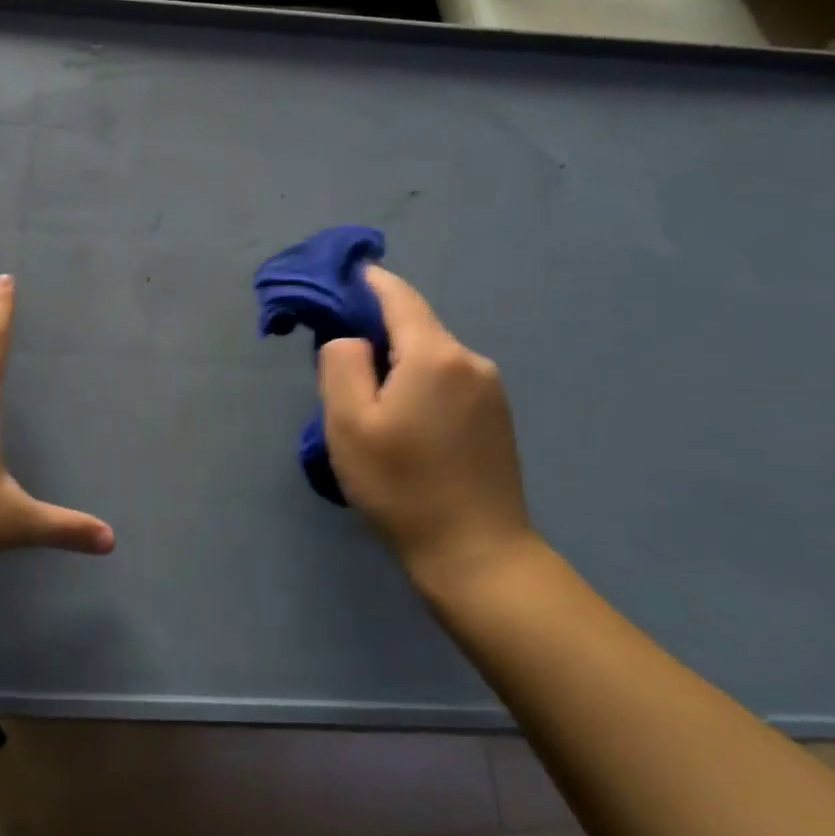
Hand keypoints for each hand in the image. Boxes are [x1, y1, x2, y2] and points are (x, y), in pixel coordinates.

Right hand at [317, 266, 537, 593]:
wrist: (477, 554)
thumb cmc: (402, 485)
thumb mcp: (348, 422)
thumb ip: (341, 362)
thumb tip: (352, 337)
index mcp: (435, 354)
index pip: (397, 294)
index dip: (366, 281)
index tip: (337, 281)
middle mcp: (470, 360)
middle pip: (414, 325)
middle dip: (375, 330)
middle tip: (339, 364)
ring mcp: (491, 389)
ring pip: (431, 355)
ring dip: (397, 363)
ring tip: (370, 404)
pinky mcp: (497, 417)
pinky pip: (448, 380)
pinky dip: (420, 384)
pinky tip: (405, 423)